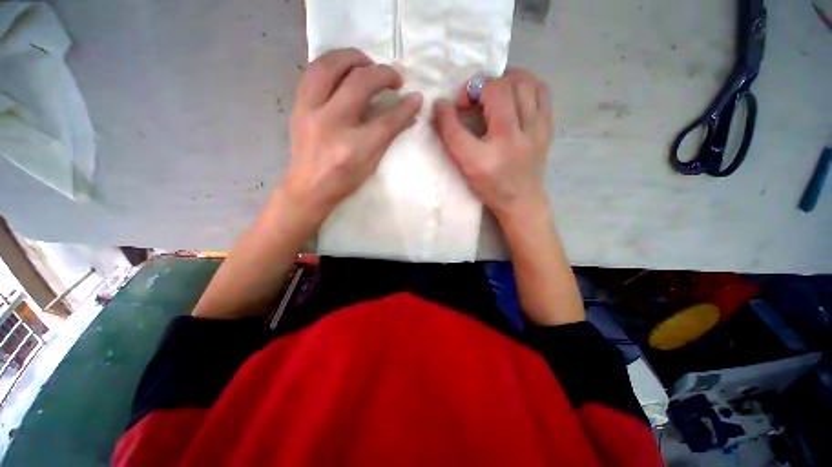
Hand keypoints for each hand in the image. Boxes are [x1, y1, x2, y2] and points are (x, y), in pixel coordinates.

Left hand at [284, 48, 422, 227]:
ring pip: (329, 65)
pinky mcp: (298, 106)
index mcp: (353, 148)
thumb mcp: (371, 165)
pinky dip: (333, 64)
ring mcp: (310, 112)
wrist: (308, 188)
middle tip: (393, 78)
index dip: (405, 107)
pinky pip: (313, 72)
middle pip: (358, 83)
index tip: (417, 97)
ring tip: (368, 64)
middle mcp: (331, 125)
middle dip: (382, 73)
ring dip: (353, 57)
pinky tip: (345, 70)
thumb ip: (389, 137)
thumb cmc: (344, 182)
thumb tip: (409, 114)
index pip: (386, 120)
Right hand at [433, 69, 551, 222]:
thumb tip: (441, 107)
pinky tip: (515, 90)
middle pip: (498, 91)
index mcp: (484, 159)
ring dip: (503, 78)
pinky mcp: (547, 128)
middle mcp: (511, 141)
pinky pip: (541, 91)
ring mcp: (534, 132)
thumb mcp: (465, 168)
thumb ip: (451, 138)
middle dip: (479, 86)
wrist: (522, 199)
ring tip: (492, 89)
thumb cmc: (490, 186)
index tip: (444, 105)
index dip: (447, 111)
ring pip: (523, 84)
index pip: (458, 129)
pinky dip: (526, 83)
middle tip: (471, 98)